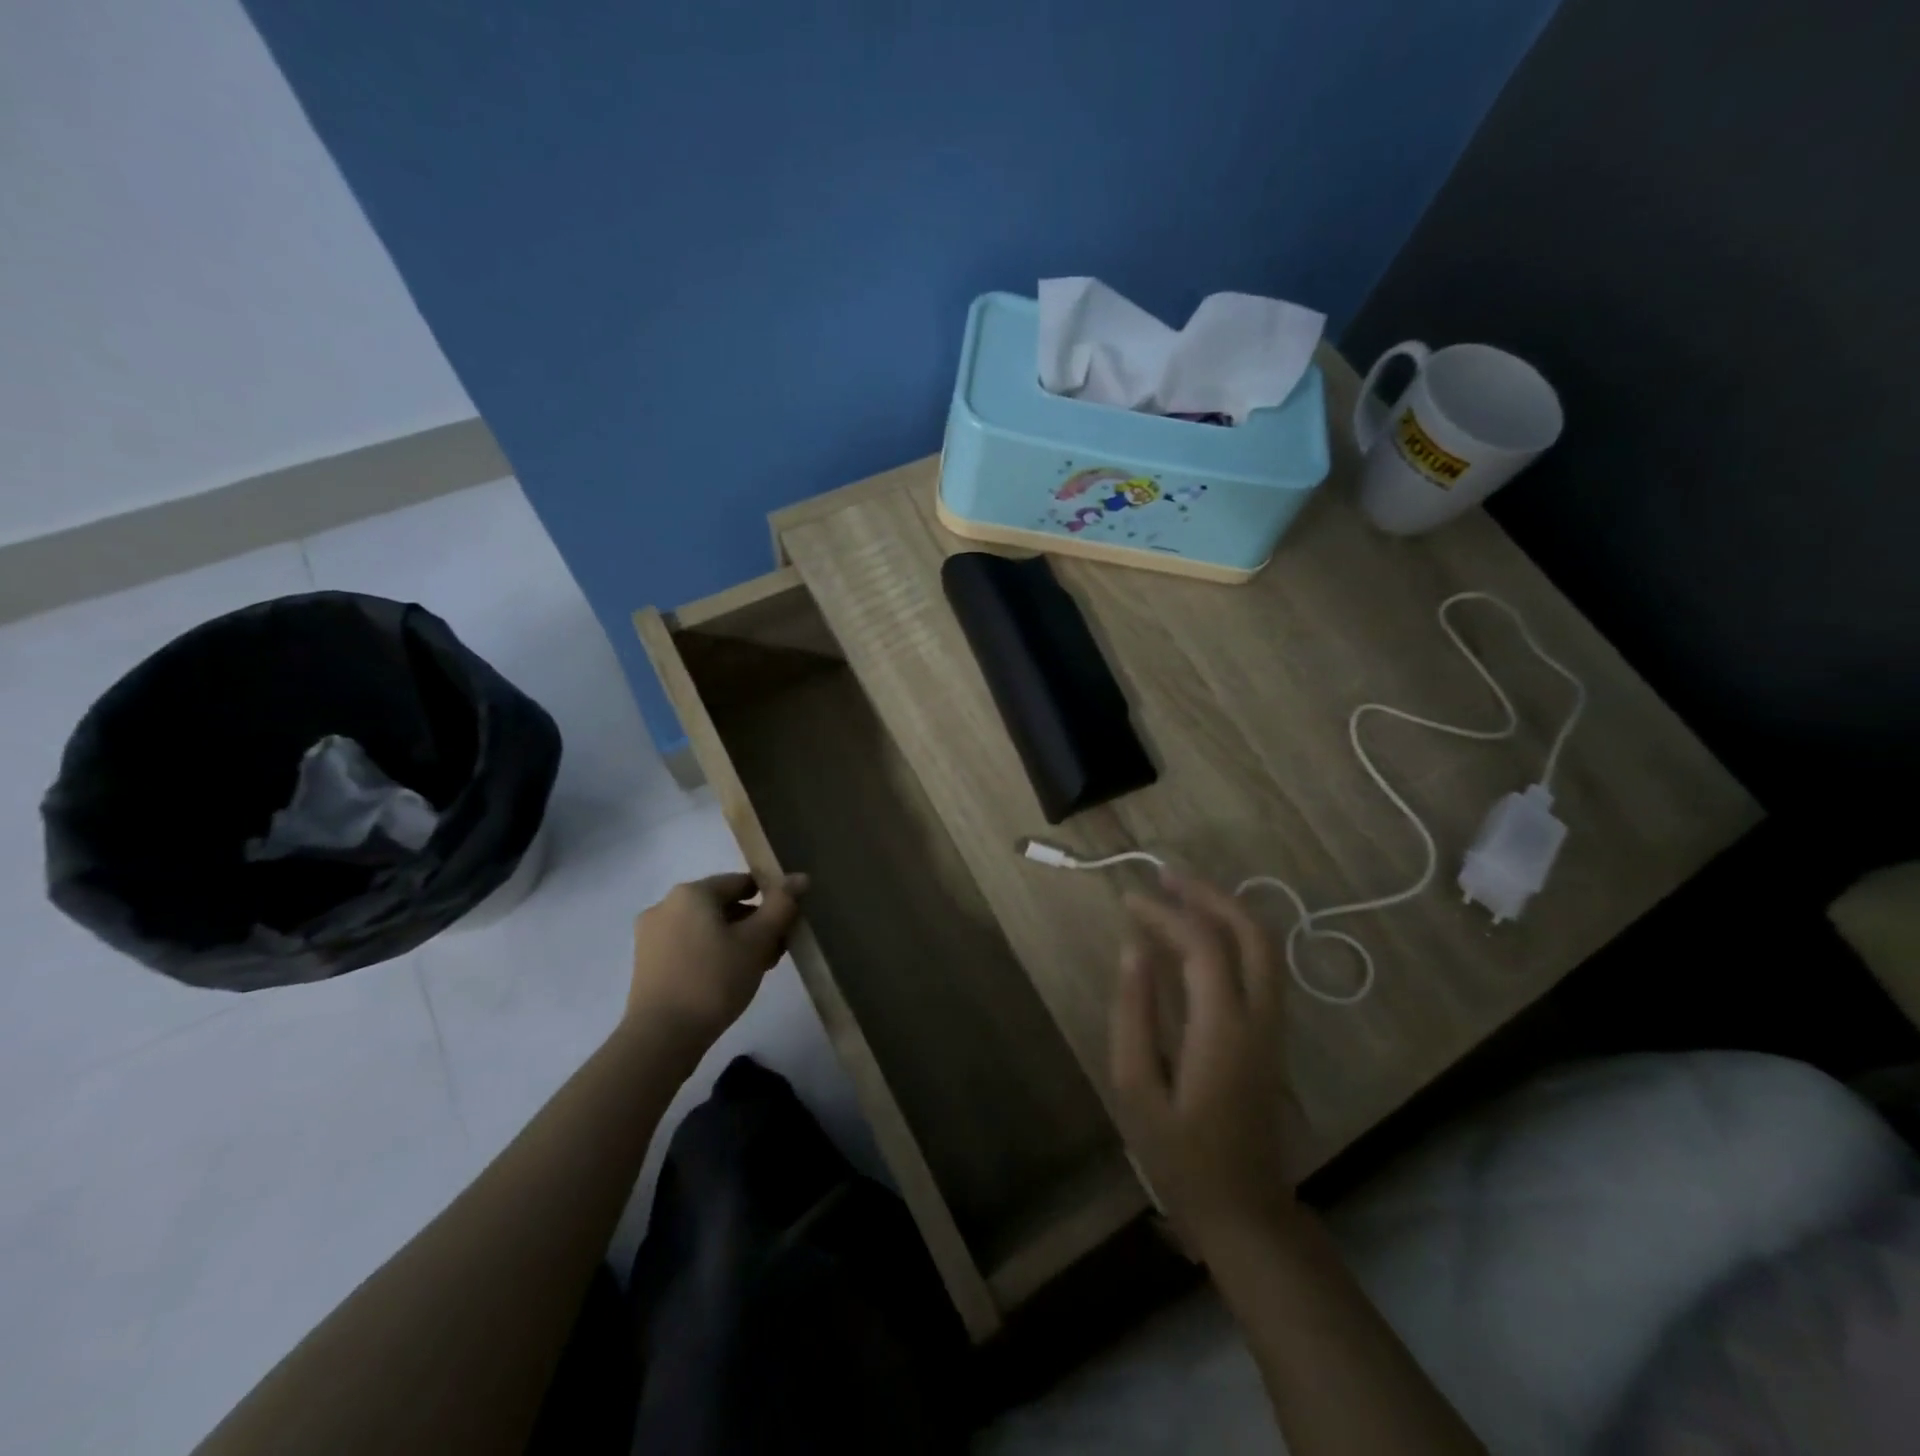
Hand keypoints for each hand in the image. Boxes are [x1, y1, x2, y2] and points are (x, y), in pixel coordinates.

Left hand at [628, 872, 807, 1044]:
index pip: (742, 882)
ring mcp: (651, 934)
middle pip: (723, 905)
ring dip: (734, 940)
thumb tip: (801, 877)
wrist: (661, 1038)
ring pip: (706, 927)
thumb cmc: (714, 980)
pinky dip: (711, 953)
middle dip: (753, 924)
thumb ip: (781, 905)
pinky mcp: (646, 962)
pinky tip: (727, 979)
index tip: (787, 926)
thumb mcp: (757, 941)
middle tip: (775, 951)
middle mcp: (666, 905)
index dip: (770, 900)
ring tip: (755, 968)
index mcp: (692, 892)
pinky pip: (688, 945)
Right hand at [1109, 872, 1302, 1252]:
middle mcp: (1260, 1018)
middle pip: (1252, 933)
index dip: (1164, 913)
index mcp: (1223, 1029)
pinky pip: (1261, 967)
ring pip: (1265, 947)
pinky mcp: (1273, 1037)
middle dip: (1210, 894)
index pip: (1202, 945)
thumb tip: (1133, 949)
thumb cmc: (1180, 1156)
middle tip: (1166, 875)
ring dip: (1225, 910)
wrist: (1245, 1212)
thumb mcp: (1136, 1087)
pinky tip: (1200, 934)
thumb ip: (1133, 1012)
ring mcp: (1274, 1027)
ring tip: (1180, 892)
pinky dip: (1232, 935)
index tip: (1127, 898)